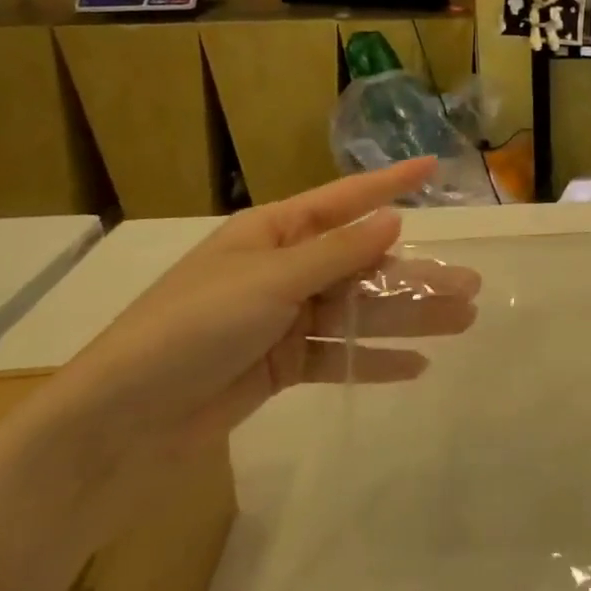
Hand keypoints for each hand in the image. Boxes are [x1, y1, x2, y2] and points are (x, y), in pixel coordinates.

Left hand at [17, 158, 478, 531]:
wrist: (120, 424)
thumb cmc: (192, 329)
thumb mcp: (268, 282)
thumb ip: (337, 253)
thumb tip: (394, 218)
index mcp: (275, 234)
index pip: (345, 200)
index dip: (390, 183)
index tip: (432, 166)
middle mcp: (284, 269)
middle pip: (364, 265)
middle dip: (415, 275)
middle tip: (470, 286)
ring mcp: (284, 318)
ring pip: (359, 311)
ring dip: (407, 317)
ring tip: (460, 322)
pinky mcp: (281, 365)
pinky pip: (338, 354)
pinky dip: (373, 359)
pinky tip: (415, 366)